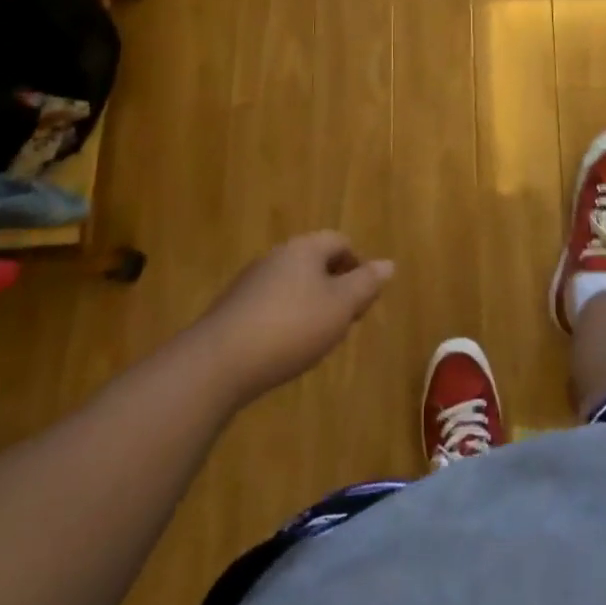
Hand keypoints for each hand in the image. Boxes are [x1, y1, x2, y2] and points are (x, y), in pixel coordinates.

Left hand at [192, 232, 393, 405]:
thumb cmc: (291, 327)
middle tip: (344, 321)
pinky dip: (285, 320)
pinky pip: (270, 305)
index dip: (358, 265)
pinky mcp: (232, 309)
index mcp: (304, 248)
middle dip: (335, 287)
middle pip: (315, 262)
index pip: (340, 241)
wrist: (217, 363)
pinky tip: (284, 349)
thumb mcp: (340, 306)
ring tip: (316, 339)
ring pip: (293, 284)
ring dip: (310, 305)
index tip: (363, 299)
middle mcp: (276, 256)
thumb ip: (366, 283)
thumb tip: (388, 263)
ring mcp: (250, 282)